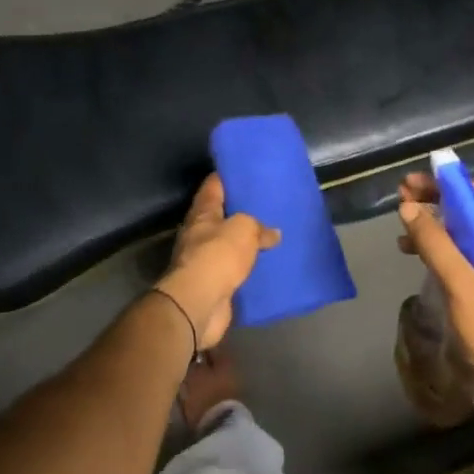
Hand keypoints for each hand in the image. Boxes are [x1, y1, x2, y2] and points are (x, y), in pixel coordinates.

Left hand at [155, 174, 279, 351]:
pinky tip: (265, 264)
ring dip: (244, 241)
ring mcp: (205, 260)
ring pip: (228, 244)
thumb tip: (273, 233)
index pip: (213, 186)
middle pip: (220, 215)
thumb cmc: (218, 255)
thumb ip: (259, 227)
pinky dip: (247, 266)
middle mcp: (199, 234)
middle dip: (240, 210)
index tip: (246, 170)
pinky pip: (234, 269)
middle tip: (266, 203)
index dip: (227, 176)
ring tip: (270, 234)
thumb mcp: (244, 228)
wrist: (200, 303)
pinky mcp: (214, 284)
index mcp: (202, 213)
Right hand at [397, 175, 473, 444]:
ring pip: (469, 236)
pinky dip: (445, 254)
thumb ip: (438, 246)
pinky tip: (421, 260)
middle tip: (400, 202)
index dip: (443, 184)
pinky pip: (470, 260)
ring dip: (438, 230)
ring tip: (403, 232)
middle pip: (473, 212)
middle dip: (437, 204)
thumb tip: (409, 208)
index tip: (409, 183)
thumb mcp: (465, 290)